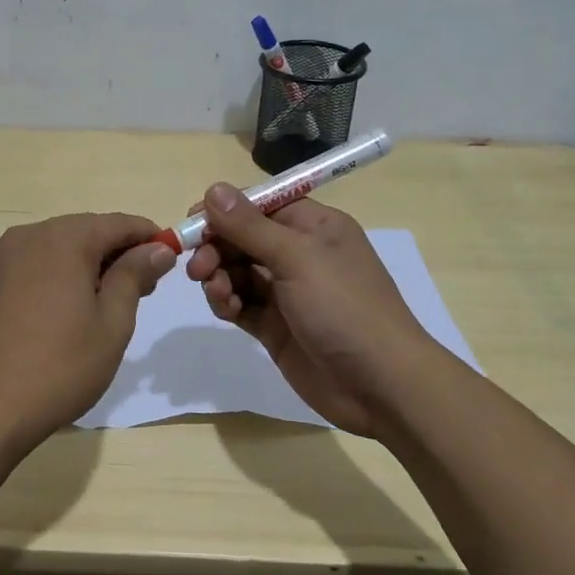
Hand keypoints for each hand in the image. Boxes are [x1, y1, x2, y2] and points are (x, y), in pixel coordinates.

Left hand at [0, 213, 175, 453]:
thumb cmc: (59, 366)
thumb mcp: (111, 322)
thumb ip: (134, 276)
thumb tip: (157, 248)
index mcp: (63, 238)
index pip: (118, 223)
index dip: (150, 237)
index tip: (174, 260)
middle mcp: (31, 235)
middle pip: (89, 230)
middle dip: (121, 252)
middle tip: (148, 289)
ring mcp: (7, 257)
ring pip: (64, 247)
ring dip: (94, 264)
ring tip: (116, 302)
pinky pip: (42, 263)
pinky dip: (66, 274)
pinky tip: (78, 307)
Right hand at [184, 185, 441, 436]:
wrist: (381, 386)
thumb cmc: (345, 307)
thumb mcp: (297, 258)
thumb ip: (250, 226)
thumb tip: (213, 188)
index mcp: (314, 227)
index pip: (259, 205)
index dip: (224, 210)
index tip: (193, 222)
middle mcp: (299, 254)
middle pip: (243, 238)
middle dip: (216, 248)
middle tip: (197, 268)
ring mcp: (287, 292)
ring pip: (237, 271)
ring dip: (219, 277)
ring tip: (219, 292)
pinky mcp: (275, 326)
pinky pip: (241, 303)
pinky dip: (227, 302)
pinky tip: (226, 308)